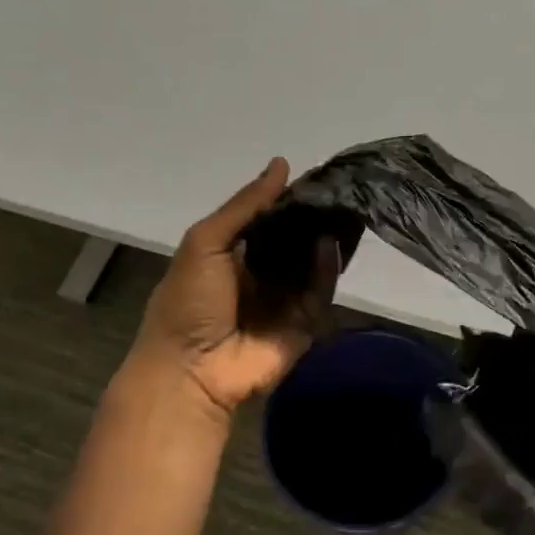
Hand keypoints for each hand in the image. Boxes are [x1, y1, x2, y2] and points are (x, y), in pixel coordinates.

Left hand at [122, 158, 338, 423]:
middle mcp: (262, 272)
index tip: (316, 175)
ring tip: (346, 208)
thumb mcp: (206, 241)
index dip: (289, 198)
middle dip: (315, 216)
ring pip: (314, 262)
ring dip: (327, 238)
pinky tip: (333, 244)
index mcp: (234, 252)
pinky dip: (328, 268)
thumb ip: (245, 205)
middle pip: (296, 238)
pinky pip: (321, 290)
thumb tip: (282, 164)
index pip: (270, 218)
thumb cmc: (188, 302)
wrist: (191, 370)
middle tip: (341, 189)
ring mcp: (285, 298)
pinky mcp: (304, 322)